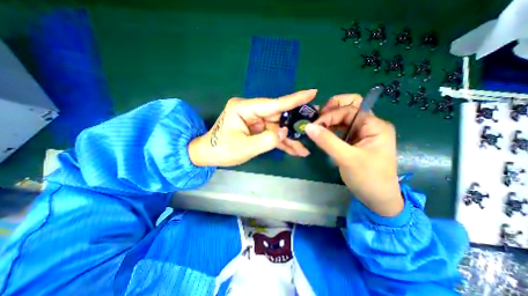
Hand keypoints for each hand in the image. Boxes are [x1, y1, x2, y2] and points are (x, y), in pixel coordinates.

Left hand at [187, 89, 314, 167]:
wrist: (208, 155)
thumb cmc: (222, 150)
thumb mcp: (245, 147)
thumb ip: (268, 140)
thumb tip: (285, 132)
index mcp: (244, 108)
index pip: (273, 104)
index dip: (294, 100)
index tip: (312, 93)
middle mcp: (251, 111)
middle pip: (278, 117)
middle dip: (294, 126)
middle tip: (313, 127)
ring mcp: (254, 120)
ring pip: (277, 128)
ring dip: (289, 140)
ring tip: (303, 149)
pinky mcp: (256, 129)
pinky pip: (271, 134)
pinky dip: (281, 143)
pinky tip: (293, 150)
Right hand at [303, 95, 402, 216]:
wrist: (378, 199)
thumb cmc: (368, 178)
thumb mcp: (347, 158)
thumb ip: (327, 141)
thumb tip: (308, 126)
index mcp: (374, 125)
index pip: (349, 110)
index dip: (330, 115)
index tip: (314, 126)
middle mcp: (369, 125)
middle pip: (348, 108)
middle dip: (331, 111)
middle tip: (316, 120)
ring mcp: (361, 133)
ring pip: (343, 118)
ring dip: (329, 120)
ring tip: (315, 127)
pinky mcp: (354, 141)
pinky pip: (340, 129)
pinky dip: (330, 129)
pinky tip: (321, 134)